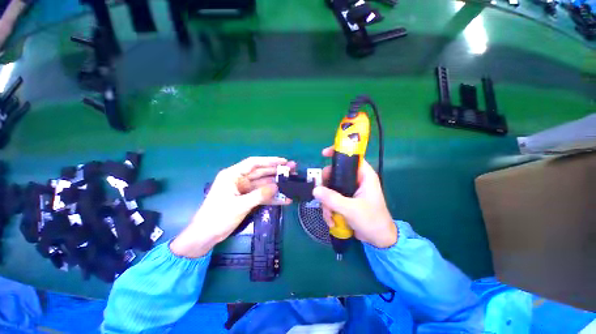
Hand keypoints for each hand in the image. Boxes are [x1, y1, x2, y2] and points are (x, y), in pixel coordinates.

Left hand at [170, 157, 293, 257]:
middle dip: (276, 171)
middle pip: (261, 173)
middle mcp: (239, 180)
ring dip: (277, 185)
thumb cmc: (218, 217)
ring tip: (292, 183)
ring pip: (263, 184)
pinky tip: (284, 199)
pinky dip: (272, 197)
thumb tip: (277, 186)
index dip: (270, 161)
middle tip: (292, 170)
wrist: (205, 236)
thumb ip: (259, 195)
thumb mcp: (239, 205)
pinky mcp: (247, 199)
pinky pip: (262, 195)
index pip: (254, 163)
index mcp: (233, 175)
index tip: (284, 161)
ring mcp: (244, 190)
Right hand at [313, 147, 396, 247]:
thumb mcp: (352, 209)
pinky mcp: (344, 200)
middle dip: (326, 186)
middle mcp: (356, 180)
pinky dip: (329, 209)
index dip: (338, 153)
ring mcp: (349, 191)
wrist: (378, 240)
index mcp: (364, 176)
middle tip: (321, 195)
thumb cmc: (372, 221)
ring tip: (330, 215)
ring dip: (326, 202)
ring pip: (330, 188)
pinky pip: (331, 199)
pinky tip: (331, 220)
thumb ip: (333, 199)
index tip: (323, 154)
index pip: (352, 157)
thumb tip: (315, 190)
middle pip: (335, 173)